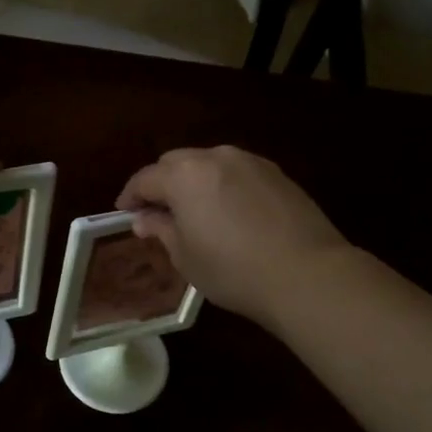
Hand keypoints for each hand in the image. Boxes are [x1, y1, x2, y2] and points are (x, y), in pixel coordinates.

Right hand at [116, 146, 350, 331]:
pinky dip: (223, 185)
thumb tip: (145, 218)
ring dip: (194, 181)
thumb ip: (161, 230)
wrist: (307, 273)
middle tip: (157, 212)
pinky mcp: (277, 174)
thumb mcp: (186, 257)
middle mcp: (215, 157)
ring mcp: (250, 162)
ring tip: (195, 211)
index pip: (145, 178)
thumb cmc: (234, 270)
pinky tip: (229, 212)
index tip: (125, 212)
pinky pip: (237, 172)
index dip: (131, 196)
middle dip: (162, 183)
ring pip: (209, 163)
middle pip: (176, 163)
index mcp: (185, 175)